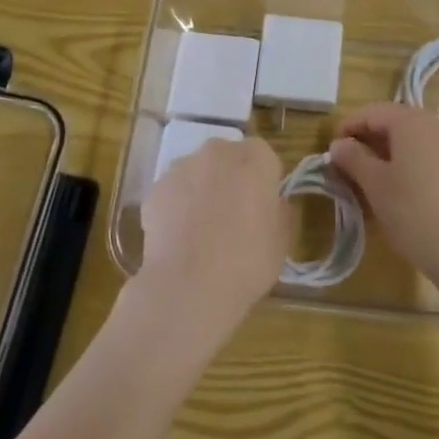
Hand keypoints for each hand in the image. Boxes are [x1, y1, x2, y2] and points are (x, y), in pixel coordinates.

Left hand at [137, 137, 290, 343]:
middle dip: (232, 179)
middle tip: (233, 216)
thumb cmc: (247, 262)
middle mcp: (218, 152)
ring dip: (203, 190)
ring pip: (198, 172)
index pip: (265, 158)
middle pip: (228, 158)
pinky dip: (177, 207)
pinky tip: (179, 238)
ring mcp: (182, 167)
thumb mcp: (282, 241)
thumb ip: (281, 212)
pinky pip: (173, 192)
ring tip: (202, 231)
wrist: (188, 286)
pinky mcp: (155, 188)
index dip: (265, 182)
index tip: (263, 207)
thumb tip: (273, 204)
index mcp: (255, 158)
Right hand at [328, 103, 438, 290]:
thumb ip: (353, 158)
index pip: (372, 112)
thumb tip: (338, 144)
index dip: (348, 126)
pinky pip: (433, 153)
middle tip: (350, 164)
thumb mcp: (375, 185)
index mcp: (411, 121)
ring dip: (392, 150)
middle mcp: (437, 123)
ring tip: (375, 176)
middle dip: (370, 138)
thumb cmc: (413, 212)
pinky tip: (406, 186)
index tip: (332, 150)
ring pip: (416, 138)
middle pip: (396, 121)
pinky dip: (414, 161)